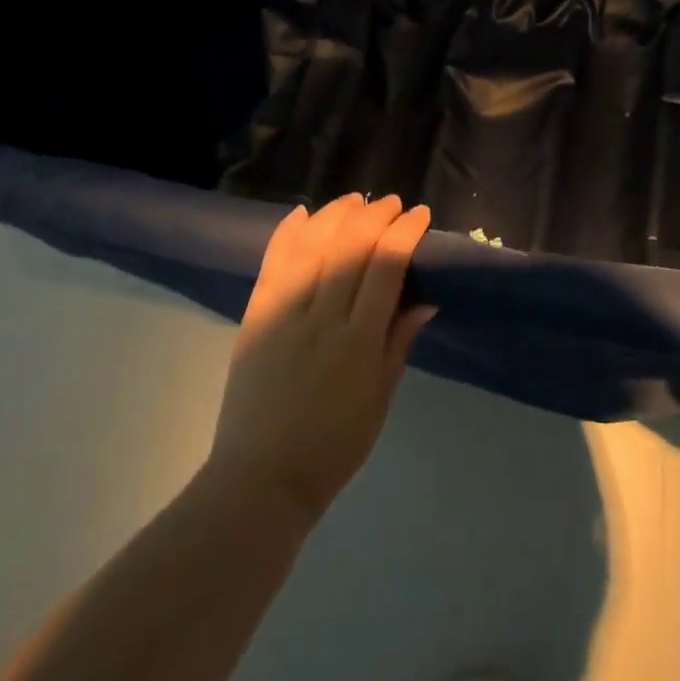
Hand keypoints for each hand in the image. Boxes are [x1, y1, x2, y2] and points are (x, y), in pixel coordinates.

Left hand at [208, 195, 435, 525]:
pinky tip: (303, 213)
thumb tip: (425, 299)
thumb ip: (399, 342)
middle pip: (348, 247)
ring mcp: (282, 315)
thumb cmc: (333, 446)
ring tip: (354, 200)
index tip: (419, 215)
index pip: (385, 267)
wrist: (261, 480)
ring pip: (310, 246)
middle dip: (375, 216)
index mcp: (357, 342)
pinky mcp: (254, 318)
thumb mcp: (380, 398)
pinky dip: (287, 234)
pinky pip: (271, 264)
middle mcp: (320, 318)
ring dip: (335, 215)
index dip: (404, 233)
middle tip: (392, 204)